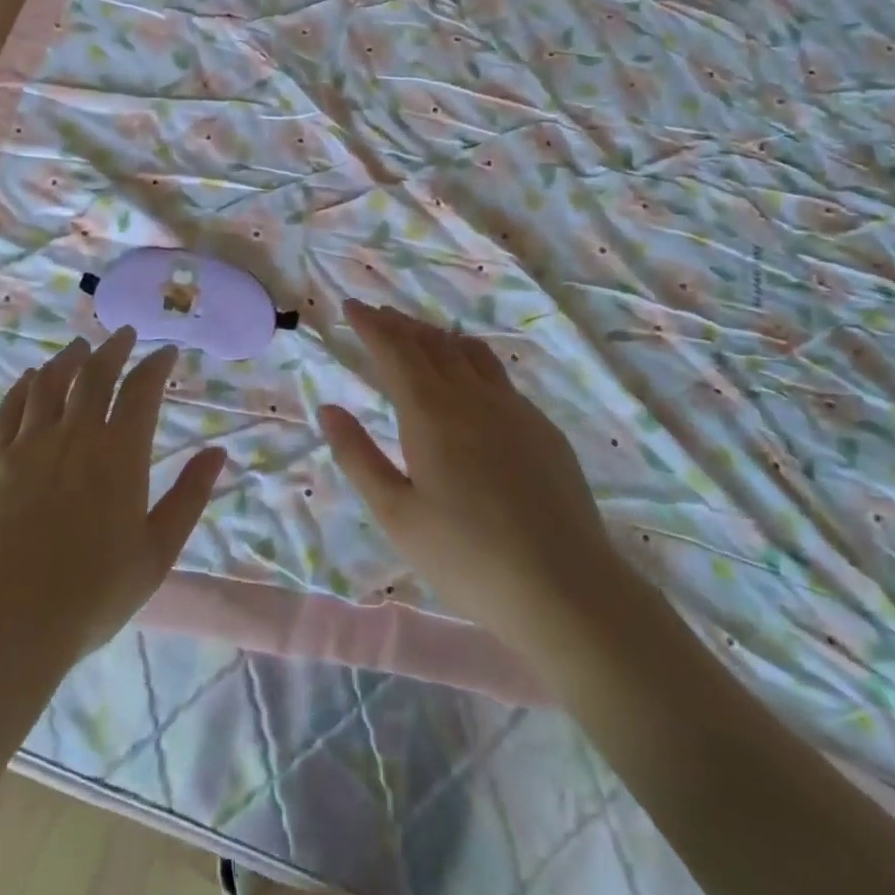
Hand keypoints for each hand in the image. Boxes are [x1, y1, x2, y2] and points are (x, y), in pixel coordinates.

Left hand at [0, 329, 225, 665]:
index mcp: (119, 454)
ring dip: (68, 359)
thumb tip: (218, 452)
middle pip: (94, 375)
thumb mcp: (157, 552)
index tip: (167, 353)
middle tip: (124, 335)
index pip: (142, 390)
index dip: (156, 365)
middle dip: (113, 348)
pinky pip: (9, 409)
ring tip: (79, 347)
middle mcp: (74, 436)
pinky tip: (30, 378)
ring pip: (49, 383)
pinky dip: (23, 386)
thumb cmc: (92, 594)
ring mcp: (28, 446)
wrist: (5, 624)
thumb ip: (189, 497)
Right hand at [319, 301, 626, 659]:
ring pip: (468, 351)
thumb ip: (358, 456)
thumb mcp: (396, 514)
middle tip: (377, 314)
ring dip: (436, 336)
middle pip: (430, 342)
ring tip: (418, 336)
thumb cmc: (466, 556)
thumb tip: (329, 409)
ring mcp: (513, 407)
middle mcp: (472, 395)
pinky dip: (469, 359)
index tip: (351, 306)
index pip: (394, 350)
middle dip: (399, 324)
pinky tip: (469, 379)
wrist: (565, 588)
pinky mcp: (541, 427)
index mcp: (430, 411)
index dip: (370, 324)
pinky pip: (497, 374)